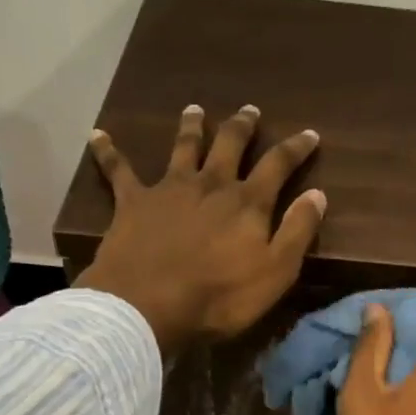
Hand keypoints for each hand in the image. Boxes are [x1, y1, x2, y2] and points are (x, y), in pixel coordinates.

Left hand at [77, 104, 325, 352]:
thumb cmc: (220, 297)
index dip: (295, 148)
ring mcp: (169, 189)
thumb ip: (298, 231)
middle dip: (242, 126)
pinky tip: (98, 135)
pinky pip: (118, 170)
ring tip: (195, 109)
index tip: (309, 133)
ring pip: (182, 147)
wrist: (148, 305)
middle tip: (250, 110)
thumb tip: (317, 194)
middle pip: (229, 145)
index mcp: (247, 202)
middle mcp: (210, 184)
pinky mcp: (132, 202)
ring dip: (191, 127)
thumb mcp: (276, 272)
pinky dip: (108, 152)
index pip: (278, 165)